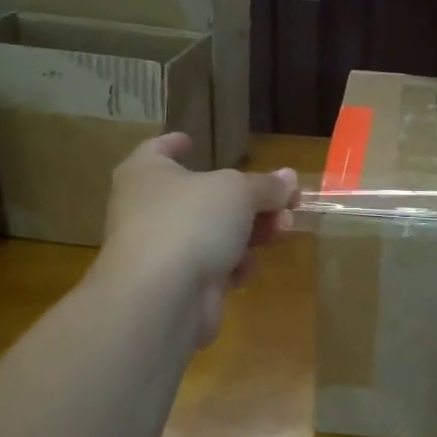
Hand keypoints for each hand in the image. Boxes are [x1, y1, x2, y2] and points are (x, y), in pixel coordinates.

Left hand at [93, 134, 299, 345]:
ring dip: (251, 232)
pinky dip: (233, 266)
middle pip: (202, 196)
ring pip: (213, 233)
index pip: (158, 149)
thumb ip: (266, 185)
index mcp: (147, 173)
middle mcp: (148, 208)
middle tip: (284, 201)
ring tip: (282, 229)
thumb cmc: (191, 222)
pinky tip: (246, 269)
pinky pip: (213, 266)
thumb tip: (289, 178)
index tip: (191, 140)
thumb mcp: (238, 192)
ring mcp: (161, 249)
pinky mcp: (177, 284)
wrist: (162, 296)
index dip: (176, 143)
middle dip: (248, 199)